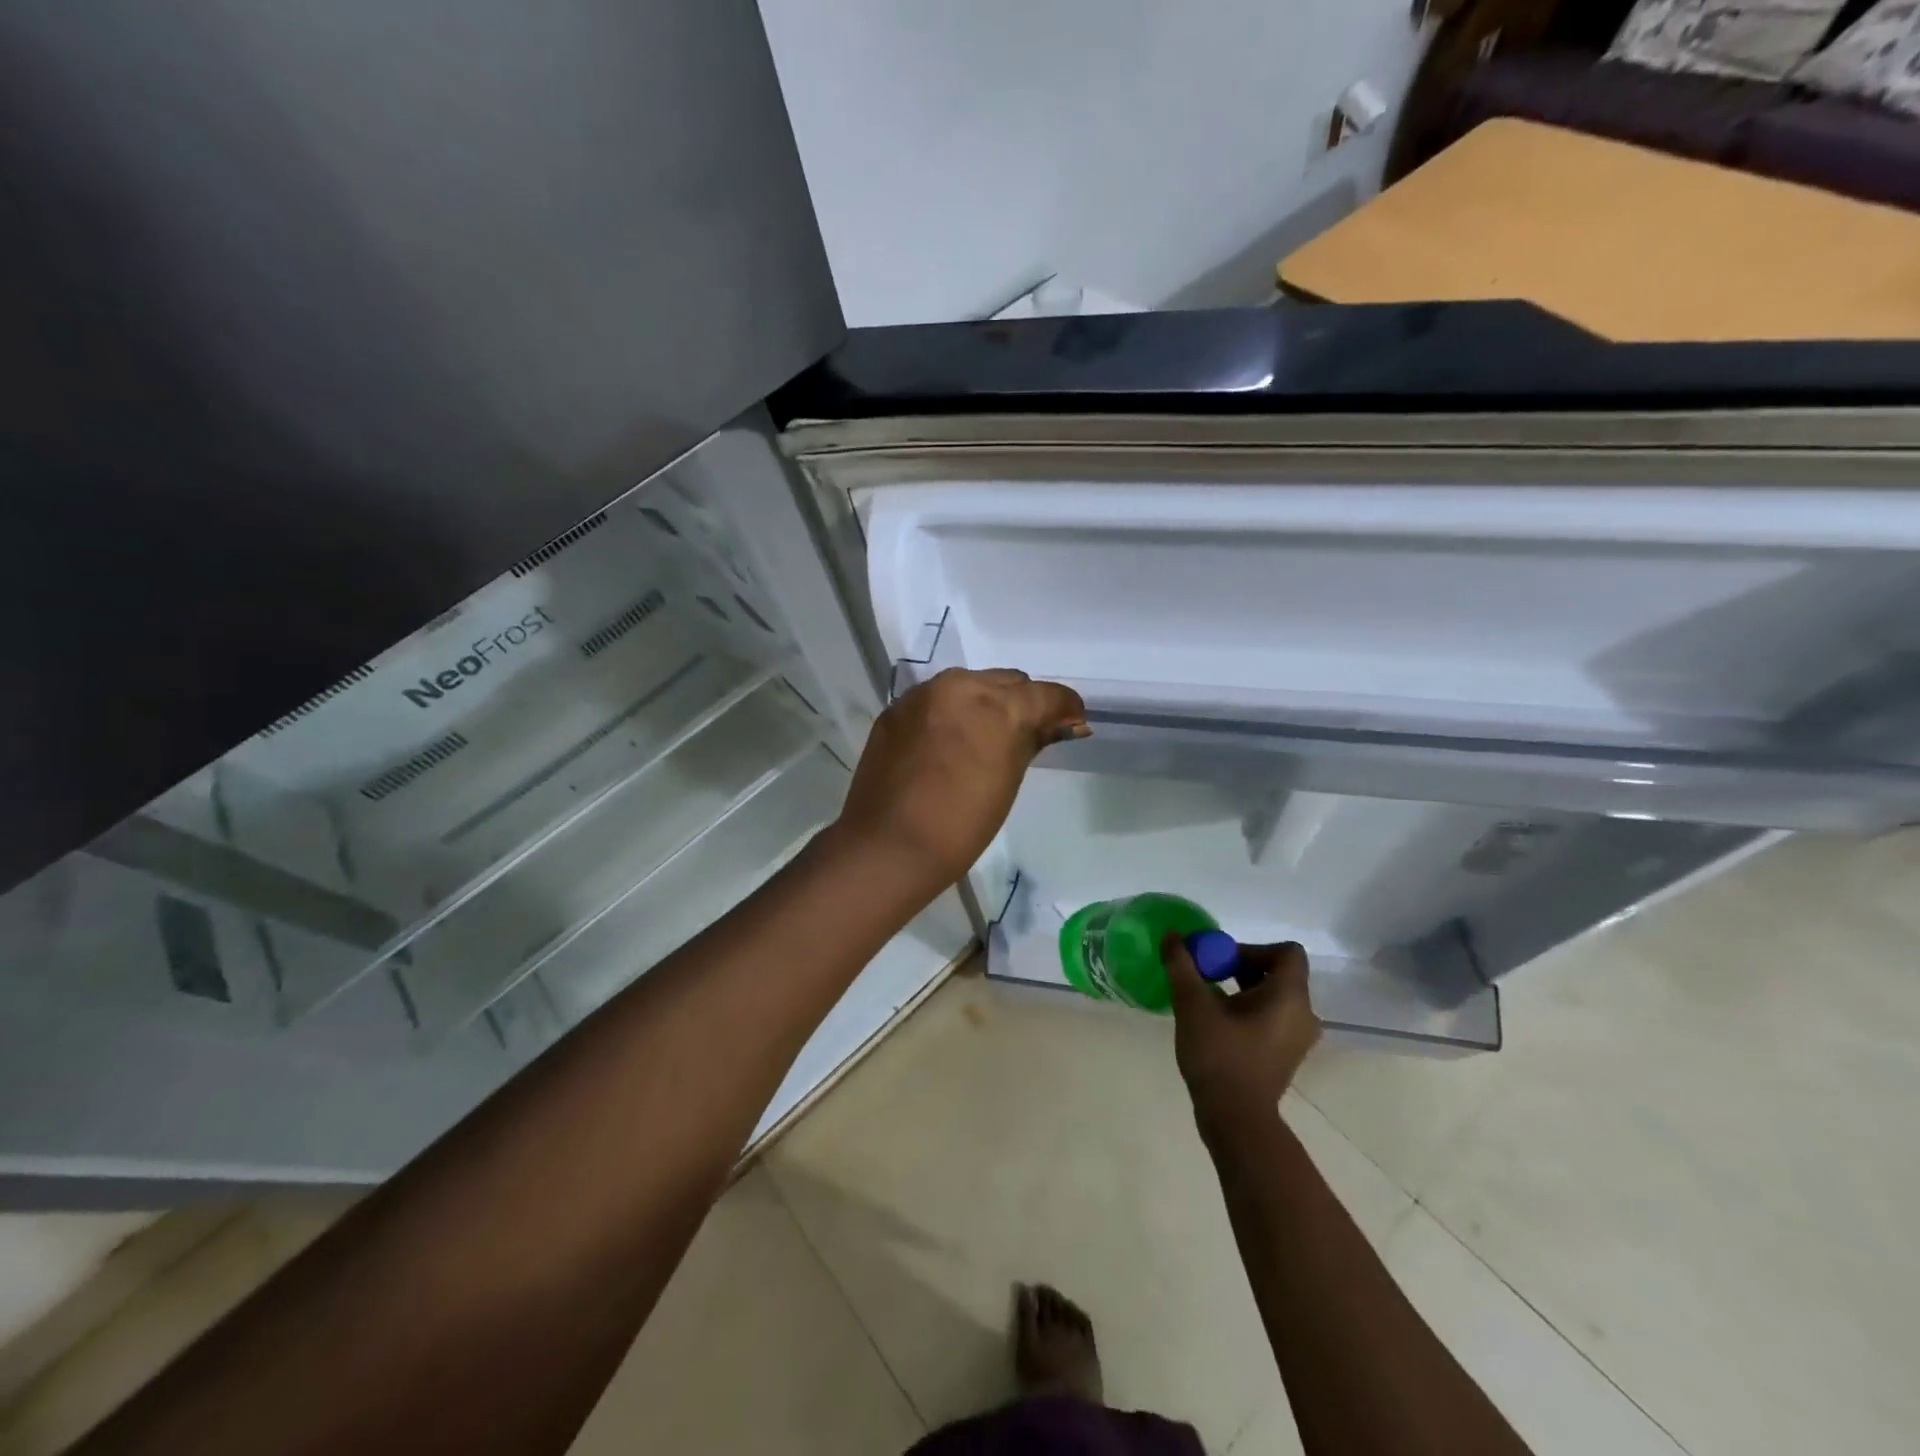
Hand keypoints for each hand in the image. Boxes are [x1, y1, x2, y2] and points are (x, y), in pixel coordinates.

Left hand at [835, 668, 1086, 891]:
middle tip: (1027, 735)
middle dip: (1022, 703)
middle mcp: (962, 686)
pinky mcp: (896, 708)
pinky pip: (935, 700)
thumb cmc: (962, 825)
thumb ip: (1031, 741)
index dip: (1065, 708)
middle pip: (1008, 682)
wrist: (889, 845)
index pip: (1046, 694)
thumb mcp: (1007, 781)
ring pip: (970, 685)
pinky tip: (947, 744)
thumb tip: (1058, 725)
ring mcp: (924, 694)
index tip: (1070, 724)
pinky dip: (950, 713)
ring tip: (984, 738)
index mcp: (999, 706)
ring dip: (984, 703)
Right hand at [1162, 936, 1320, 1133]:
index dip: (1253, 948)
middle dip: (1241, 967)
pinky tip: (1218, 1023)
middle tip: (1208, 976)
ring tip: (1209, 999)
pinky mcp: (1287, 1055)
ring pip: (1274, 996)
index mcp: (1290, 996)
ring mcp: (1297, 1038)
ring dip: (1243, 989)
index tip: (1221, 961)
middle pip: (1278, 972)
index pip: (1287, 951)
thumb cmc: (1220, 1056)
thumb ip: (1182, 966)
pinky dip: (1249, 1011)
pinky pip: (1273, 1018)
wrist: (1236, 1120)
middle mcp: (1303, 1014)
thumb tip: (1172, 936)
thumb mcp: (1193, 1005)